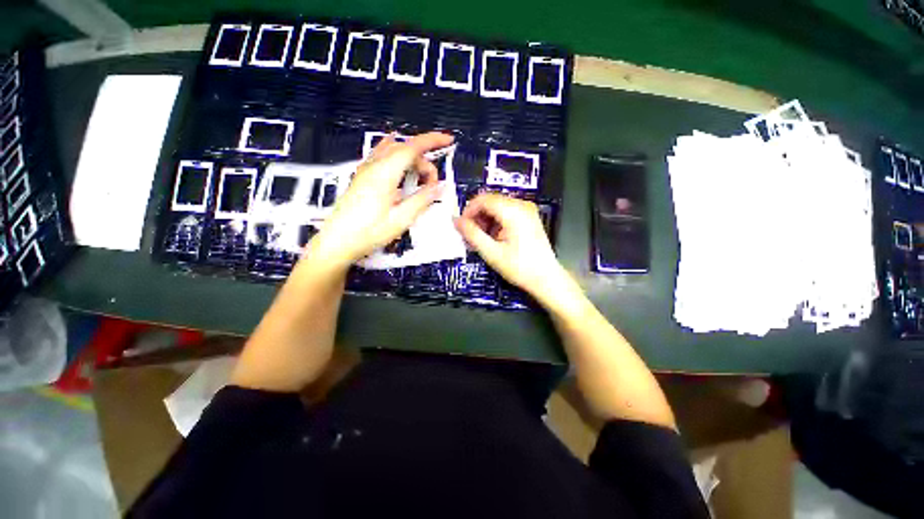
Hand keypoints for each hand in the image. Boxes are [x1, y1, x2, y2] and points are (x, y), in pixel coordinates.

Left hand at [309, 132, 453, 267]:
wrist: (338, 241)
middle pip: (405, 150)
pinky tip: (401, 168)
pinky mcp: (363, 177)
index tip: (447, 140)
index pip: (411, 147)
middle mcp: (373, 166)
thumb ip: (422, 200)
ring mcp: (366, 170)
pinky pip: (383, 157)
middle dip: (424, 162)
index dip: (432, 141)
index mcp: (384, 174)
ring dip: (412, 160)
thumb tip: (439, 187)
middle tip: (432, 184)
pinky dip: (398, 158)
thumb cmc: (368, 232)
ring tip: (420, 178)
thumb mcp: (401, 219)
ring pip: (394, 152)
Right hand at [454, 193, 570, 303]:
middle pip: (490, 201)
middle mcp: (521, 205)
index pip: (483, 199)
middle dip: (476, 217)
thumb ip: (472, 234)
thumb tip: (456, 221)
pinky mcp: (528, 217)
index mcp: (513, 211)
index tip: (461, 227)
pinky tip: (492, 238)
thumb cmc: (520, 267)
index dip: (468, 211)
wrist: (546, 278)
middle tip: (470, 235)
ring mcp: (527, 210)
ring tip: (481, 240)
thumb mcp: (491, 253)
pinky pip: (506, 212)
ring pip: (497, 207)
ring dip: (485, 221)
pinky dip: (495, 223)